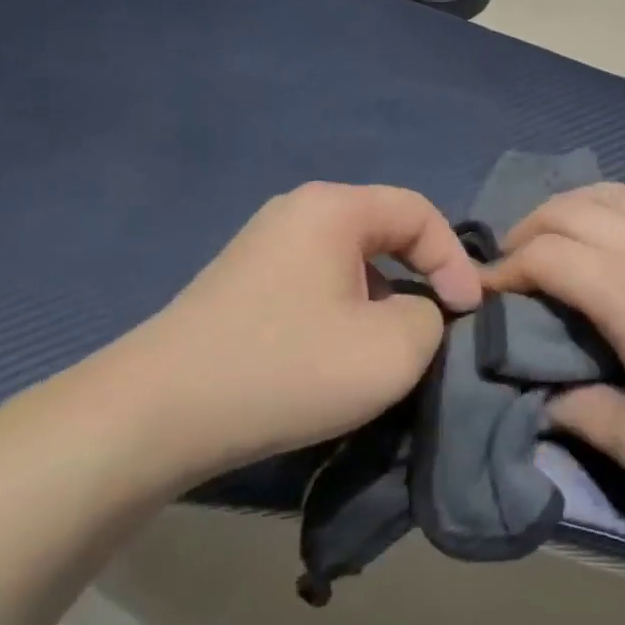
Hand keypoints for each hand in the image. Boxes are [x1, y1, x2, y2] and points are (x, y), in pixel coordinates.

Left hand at [109, 183, 481, 484]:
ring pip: (349, 262)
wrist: (155, 415)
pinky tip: (334, 357)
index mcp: (333, 208)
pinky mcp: (241, 284)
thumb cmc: (286, 368)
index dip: (456, 261)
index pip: (419, 212)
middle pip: (384, 232)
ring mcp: (262, 246)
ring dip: (381, 300)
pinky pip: (315, 284)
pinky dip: (343, 312)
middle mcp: (296, 212)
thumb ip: (430, 318)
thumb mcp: (392, 349)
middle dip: (420, 277)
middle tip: (435, 326)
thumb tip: (417, 312)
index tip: (468, 314)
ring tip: (386, 349)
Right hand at [485, 183, 624, 516]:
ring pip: (622, 194)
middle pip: (576, 209)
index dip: (505, 267)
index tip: (486, 291)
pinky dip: (624, 217)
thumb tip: (548, 402)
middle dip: (530, 226)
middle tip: (512, 260)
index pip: (546, 254)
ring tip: (559, 235)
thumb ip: (584, 417)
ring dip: (577, 206)